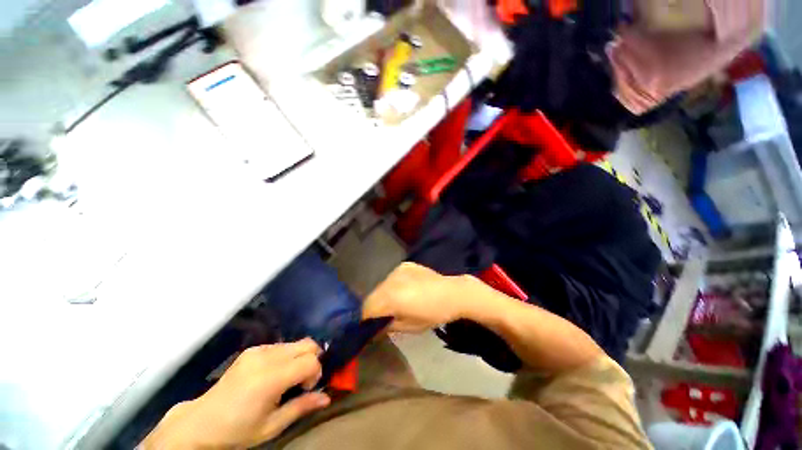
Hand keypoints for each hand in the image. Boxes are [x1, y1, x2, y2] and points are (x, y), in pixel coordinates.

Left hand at [142, 339, 329, 448]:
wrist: (201, 423)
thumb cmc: (237, 430)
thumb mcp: (272, 426)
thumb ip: (301, 407)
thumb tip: (327, 397)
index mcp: (270, 378)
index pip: (310, 361)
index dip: (316, 373)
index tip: (306, 389)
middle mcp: (267, 357)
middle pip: (308, 344)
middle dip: (312, 360)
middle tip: (301, 382)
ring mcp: (258, 350)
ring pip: (296, 343)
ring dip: (300, 358)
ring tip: (287, 379)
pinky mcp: (253, 349)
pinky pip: (282, 345)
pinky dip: (287, 356)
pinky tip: (274, 374)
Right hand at [363, 262, 465, 332]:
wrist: (452, 293)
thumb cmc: (433, 314)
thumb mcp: (410, 327)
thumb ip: (388, 326)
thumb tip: (374, 328)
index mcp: (391, 297)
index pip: (367, 308)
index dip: (365, 319)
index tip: (368, 326)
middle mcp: (390, 280)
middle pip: (373, 296)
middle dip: (374, 307)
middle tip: (381, 316)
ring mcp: (397, 270)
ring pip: (381, 285)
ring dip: (383, 295)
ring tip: (394, 302)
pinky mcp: (404, 265)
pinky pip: (391, 277)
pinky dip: (393, 285)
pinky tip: (404, 290)